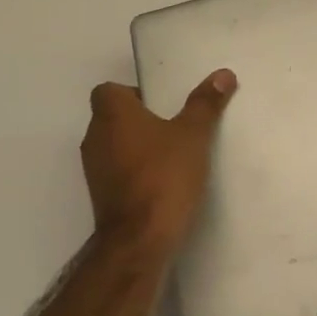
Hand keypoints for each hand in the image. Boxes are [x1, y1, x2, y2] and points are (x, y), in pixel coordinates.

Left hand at [81, 70, 236, 258]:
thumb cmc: (164, 176)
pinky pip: (117, 171)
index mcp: (112, 115)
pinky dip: (134, 170)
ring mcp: (94, 170)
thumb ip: (205, 103)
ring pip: (114, 145)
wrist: (140, 241)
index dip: (131, 92)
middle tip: (174, 123)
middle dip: (139, 118)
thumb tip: (222, 74)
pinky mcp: (100, 197)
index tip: (160, 102)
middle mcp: (95, 138)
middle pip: (112, 117)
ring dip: (137, 146)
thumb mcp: (194, 135)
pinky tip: (162, 180)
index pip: (108, 90)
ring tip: (172, 152)